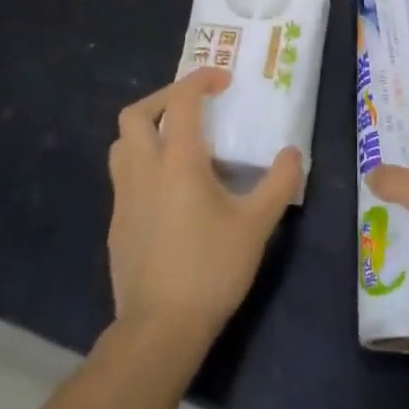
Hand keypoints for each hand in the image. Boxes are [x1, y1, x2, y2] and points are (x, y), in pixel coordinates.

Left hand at [107, 68, 301, 344]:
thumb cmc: (211, 268)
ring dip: (146, 130)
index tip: (224, 80)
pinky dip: (144, 165)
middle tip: (193, 106)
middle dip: (164, 97)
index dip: (201, 79)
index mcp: (177, 160)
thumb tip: (292, 153)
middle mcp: (143, 169)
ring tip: (177, 143)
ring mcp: (123, 198)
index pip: (180, 99)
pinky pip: (124, 177)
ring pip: (122, 144)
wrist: (159, 329)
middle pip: (136, 113)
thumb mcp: (257, 224)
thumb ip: (279, 182)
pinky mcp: (116, 224)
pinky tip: (169, 192)